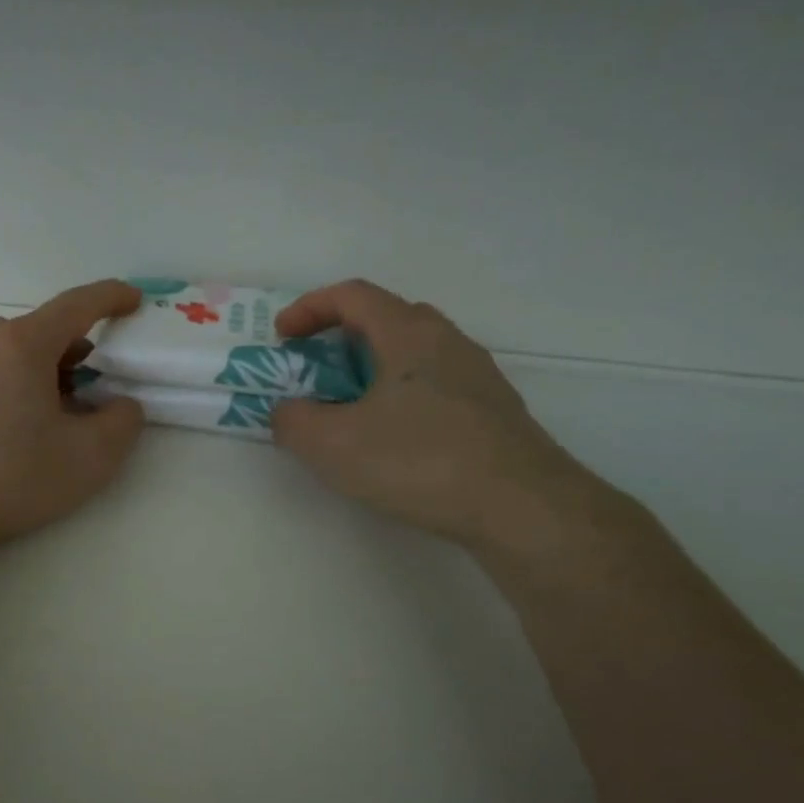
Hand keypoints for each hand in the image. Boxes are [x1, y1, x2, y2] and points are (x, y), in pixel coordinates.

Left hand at [0, 279, 146, 551]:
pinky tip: (15, 424)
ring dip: (43, 369)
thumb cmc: (14, 475)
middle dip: (77, 348)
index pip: (77, 305)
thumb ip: (123, 421)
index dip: (111, 297)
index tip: (134, 300)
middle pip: (43, 330)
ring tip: (58, 409)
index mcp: (24, 344)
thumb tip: (120, 405)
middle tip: (98, 382)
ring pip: (13, 353)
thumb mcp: (92, 455)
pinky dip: (13, 385)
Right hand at [271, 280, 599, 552]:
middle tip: (316, 371)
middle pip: (387, 318)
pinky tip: (394, 440)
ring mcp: (477, 375)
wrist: (521, 507)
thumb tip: (287, 411)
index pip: (352, 295)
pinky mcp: (493, 411)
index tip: (282, 337)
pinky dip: (402, 396)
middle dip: (341, 338)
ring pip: (414, 354)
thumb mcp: (332, 445)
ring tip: (351, 410)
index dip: (309, 308)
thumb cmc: (418, 461)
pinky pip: (436, 386)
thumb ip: (293, 421)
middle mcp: (448, 341)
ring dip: (374, 370)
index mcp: (408, 334)